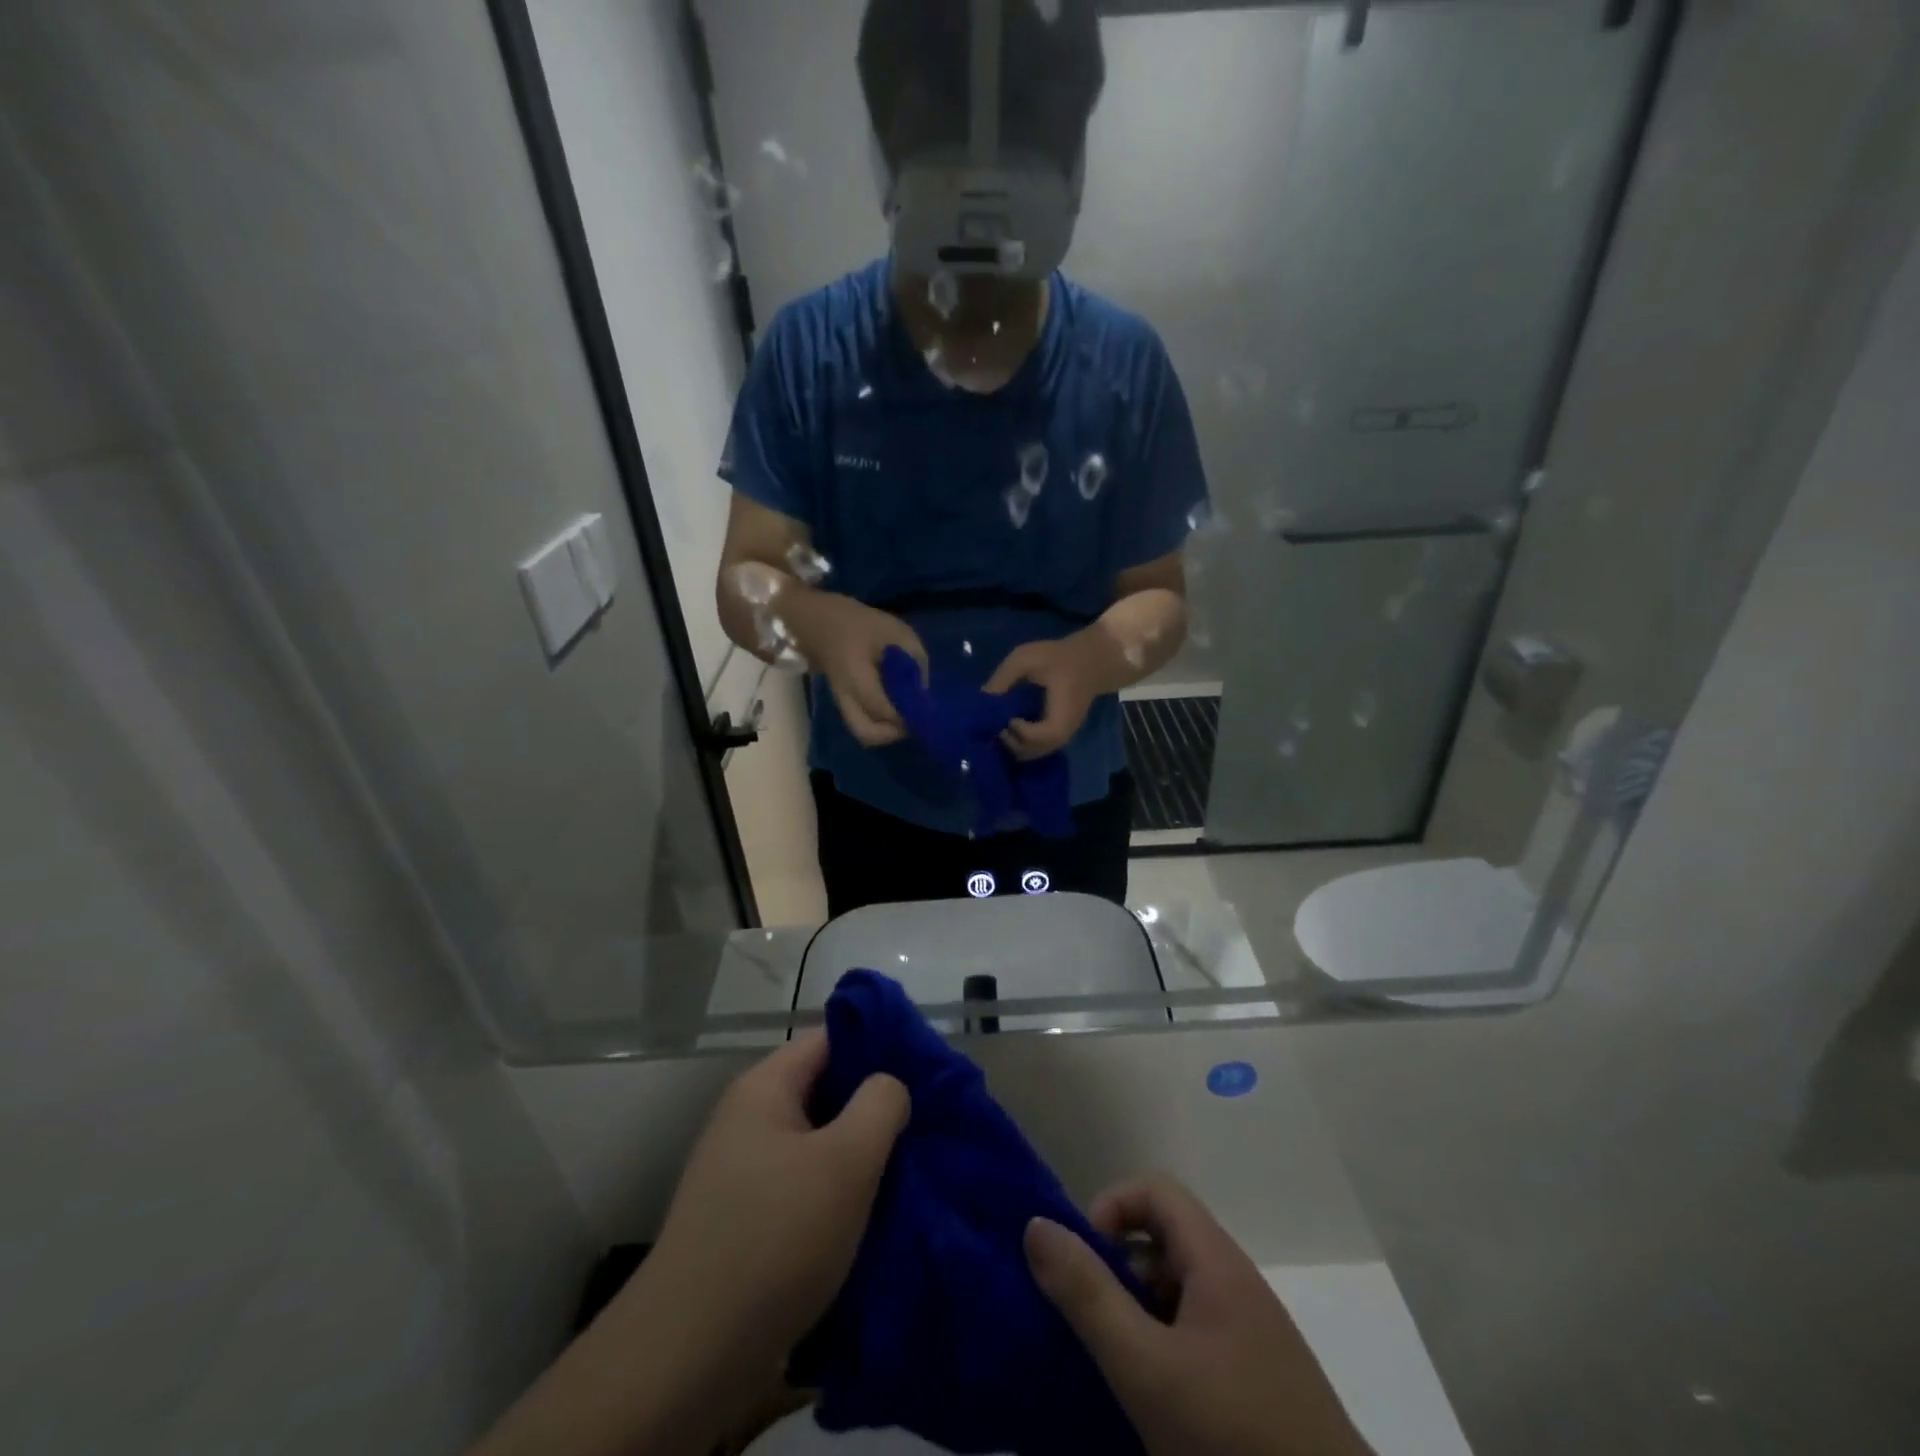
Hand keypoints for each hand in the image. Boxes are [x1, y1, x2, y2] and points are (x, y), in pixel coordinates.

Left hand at [468, 1037, 908, 1455]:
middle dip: (873, 1107)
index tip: (924, 1072)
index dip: (878, 1046)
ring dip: (858, 1155)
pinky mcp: (745, 1219)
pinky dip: (835, 1193)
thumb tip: (889, 1085)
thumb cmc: (775, 1238)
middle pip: (824, 1090)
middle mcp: (748, 1118)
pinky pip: (802, 1185)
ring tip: (905, 1172)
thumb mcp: (846, 1161)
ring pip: (816, 1142)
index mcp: (765, 1088)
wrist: (688, 1357)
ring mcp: (742, 1171)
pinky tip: (868, 1216)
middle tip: (923, 1126)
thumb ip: (880, 1104)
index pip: (830, 1039)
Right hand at [782, 590, 928, 746]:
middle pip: (868, 734)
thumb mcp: (896, 632)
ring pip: (863, 732)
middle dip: (894, 733)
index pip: (883, 709)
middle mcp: (846, 697)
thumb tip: (923, 689)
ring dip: (886, 731)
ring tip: (904, 715)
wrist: (820, 620)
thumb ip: (915, 659)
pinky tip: (894, 706)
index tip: (927, 710)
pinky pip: (862, 722)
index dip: (908, 715)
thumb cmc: (859, 623)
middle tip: (912, 719)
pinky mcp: (844, 702)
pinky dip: (880, 723)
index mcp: (856, 677)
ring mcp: (842, 702)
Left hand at [983, 630, 1105, 759]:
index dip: (1014, 730)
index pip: (1034, 738)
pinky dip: (1019, 741)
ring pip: (1030, 754)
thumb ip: (1002, 679)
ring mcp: (1061, 739)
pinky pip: (1035, 748)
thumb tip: (979, 701)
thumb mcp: (1025, 659)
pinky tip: (1008, 725)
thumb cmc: (1058, 658)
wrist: (1091, 661)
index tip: (1004, 714)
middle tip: (995, 722)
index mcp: (1060, 718)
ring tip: (1000, 723)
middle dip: (1007, 740)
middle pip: (1029, 753)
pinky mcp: (1057, 736)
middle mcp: (1062, 735)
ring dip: (1011, 743)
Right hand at [1025, 1176, 1373, 1455]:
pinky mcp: (1258, 1387)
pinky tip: (1147, 1408)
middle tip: (1088, 1322)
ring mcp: (1251, 1339)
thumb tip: (1036, 1225)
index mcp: (1217, 1262)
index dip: (1111, 1208)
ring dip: (1135, 1315)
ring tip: (1109, 1369)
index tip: (1083, 1263)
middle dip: (1115, 1268)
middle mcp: (1236, 1286)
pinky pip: (1195, 1340)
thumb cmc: (1236, 1442)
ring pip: (1177, 1294)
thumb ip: (1088, 1295)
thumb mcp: (1146, 1369)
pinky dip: (1161, 1354)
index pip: (1155, 1190)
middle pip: (1163, 1240)